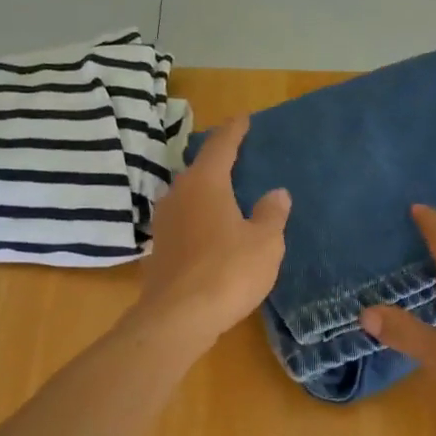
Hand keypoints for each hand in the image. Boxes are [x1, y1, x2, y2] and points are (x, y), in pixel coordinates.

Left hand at [136, 114, 289, 347]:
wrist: (178, 317)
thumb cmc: (228, 272)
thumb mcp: (265, 242)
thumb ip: (272, 214)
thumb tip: (277, 193)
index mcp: (205, 183)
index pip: (221, 146)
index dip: (234, 131)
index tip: (243, 118)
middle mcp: (178, 194)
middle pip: (200, 170)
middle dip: (219, 163)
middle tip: (239, 160)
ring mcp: (164, 222)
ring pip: (189, 197)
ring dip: (207, 194)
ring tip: (228, 197)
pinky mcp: (159, 249)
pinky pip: (184, 222)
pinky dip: (200, 220)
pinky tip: (212, 233)